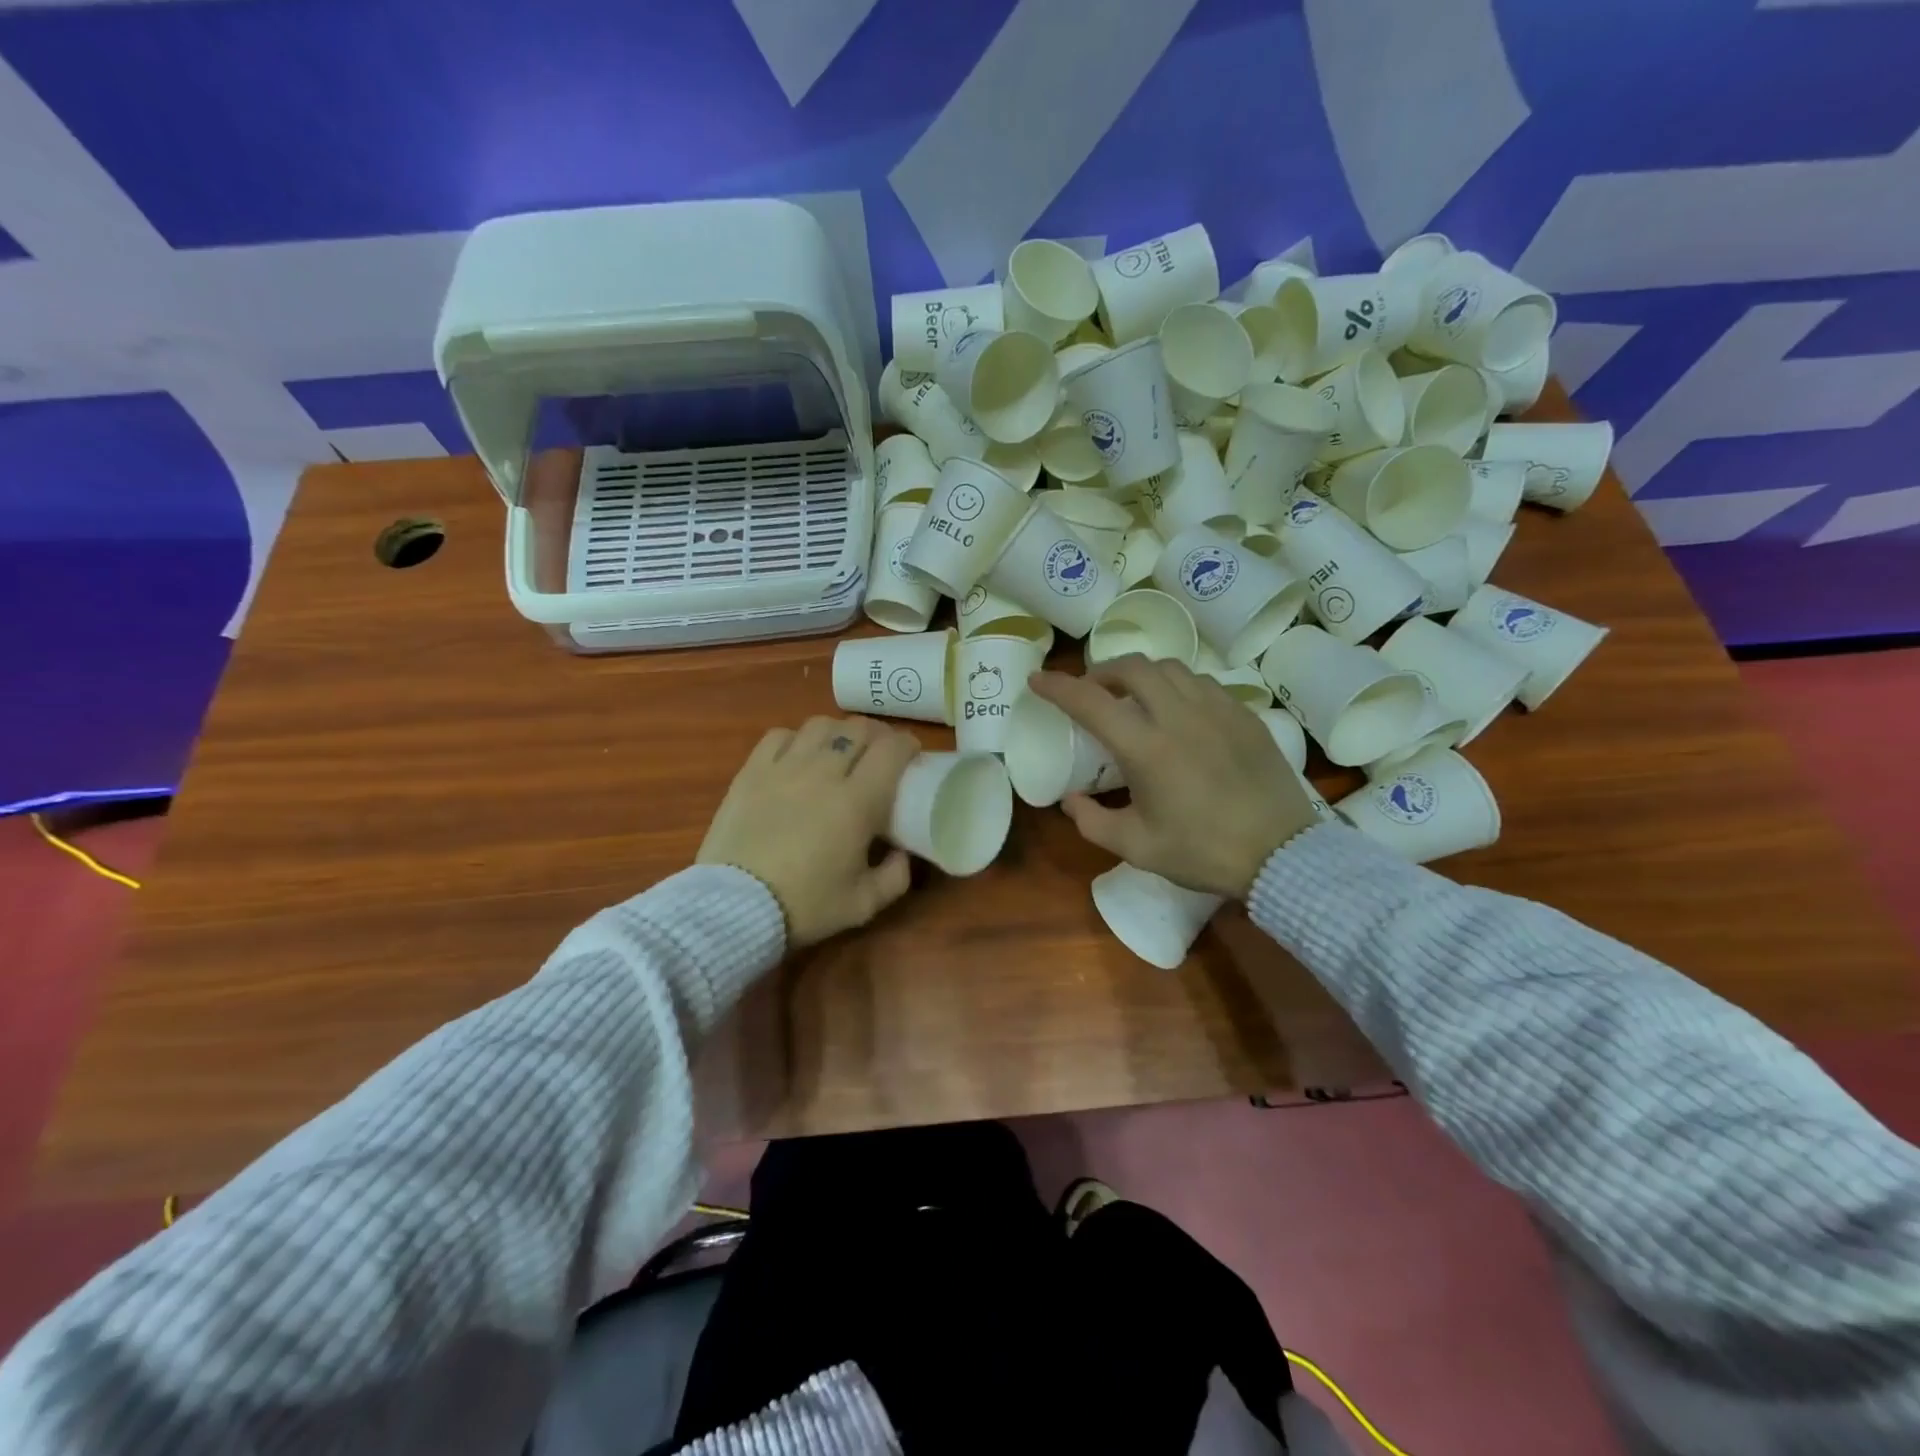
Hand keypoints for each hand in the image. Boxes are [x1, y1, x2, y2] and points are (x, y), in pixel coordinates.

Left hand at [698, 716, 919, 947]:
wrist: (735, 908)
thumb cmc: (805, 906)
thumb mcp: (864, 904)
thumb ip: (896, 876)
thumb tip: (901, 853)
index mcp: (858, 801)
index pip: (891, 749)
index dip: (908, 745)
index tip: (911, 757)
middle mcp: (823, 772)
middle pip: (859, 730)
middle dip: (878, 736)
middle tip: (881, 754)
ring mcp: (784, 767)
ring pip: (820, 725)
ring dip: (839, 733)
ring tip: (840, 751)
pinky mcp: (751, 771)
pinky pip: (780, 735)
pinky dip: (797, 739)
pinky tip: (799, 756)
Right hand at [1029, 657, 1319, 898]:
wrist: (1281, 854)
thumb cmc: (1202, 852)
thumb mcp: (1136, 847)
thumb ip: (1092, 821)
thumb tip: (1070, 800)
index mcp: (1146, 748)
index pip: (1090, 701)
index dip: (1057, 686)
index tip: (1038, 679)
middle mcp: (1179, 716)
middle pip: (1132, 666)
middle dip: (1103, 671)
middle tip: (1093, 692)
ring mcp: (1217, 710)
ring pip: (1171, 668)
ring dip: (1142, 675)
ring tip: (1136, 698)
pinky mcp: (1244, 715)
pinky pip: (1203, 683)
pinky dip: (1178, 686)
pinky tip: (1179, 712)